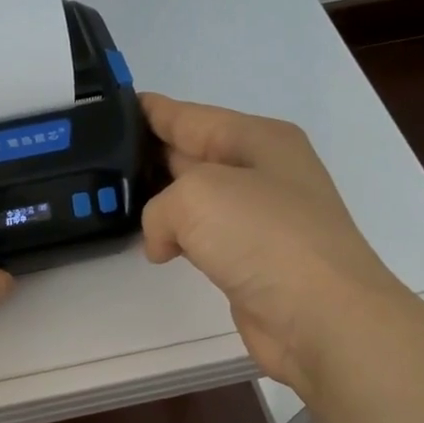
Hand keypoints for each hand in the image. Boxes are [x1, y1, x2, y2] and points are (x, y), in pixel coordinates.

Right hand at [138, 94, 421, 393]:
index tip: (111, 105)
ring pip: (194, 198)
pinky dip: (177, 238)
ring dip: (160, 200)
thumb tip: (165, 242)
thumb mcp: (195, 197)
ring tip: (113, 198)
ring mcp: (259, 217)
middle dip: (148, 153)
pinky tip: (153, 246)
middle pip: (191, 152)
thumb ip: (159, 208)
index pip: (189, 116)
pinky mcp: (252, 259)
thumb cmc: (264, 238)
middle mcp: (261, 171)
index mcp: (257, 139)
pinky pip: (202, 236)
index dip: (150, 109)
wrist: (324, 317)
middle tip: (99, 155)